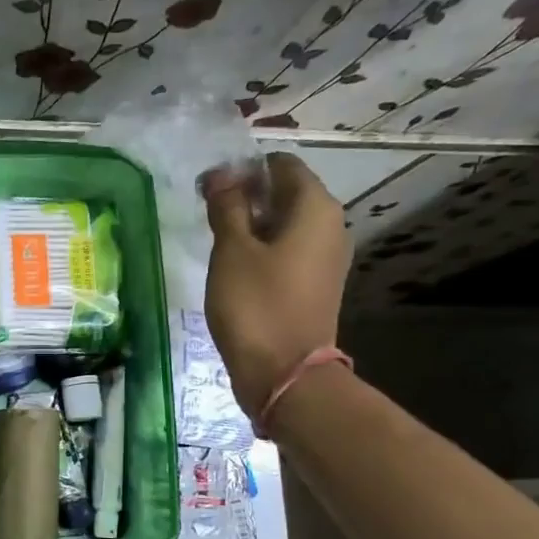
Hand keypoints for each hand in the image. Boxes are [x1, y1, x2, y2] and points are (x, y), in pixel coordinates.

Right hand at [201, 153, 351, 412]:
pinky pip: (290, 248)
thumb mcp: (232, 250)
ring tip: (217, 237)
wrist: (284, 372)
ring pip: (287, 222)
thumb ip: (227, 206)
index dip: (244, 169)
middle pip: (287, 192)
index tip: (209, 187)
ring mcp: (326, 256)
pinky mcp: (316, 282)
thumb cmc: (255, 304)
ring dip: (253, 222)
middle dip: (247, 194)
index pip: (282, 165)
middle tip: (208, 211)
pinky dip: (264, 246)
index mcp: (315, 208)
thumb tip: (221, 175)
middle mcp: (330, 224)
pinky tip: (235, 263)